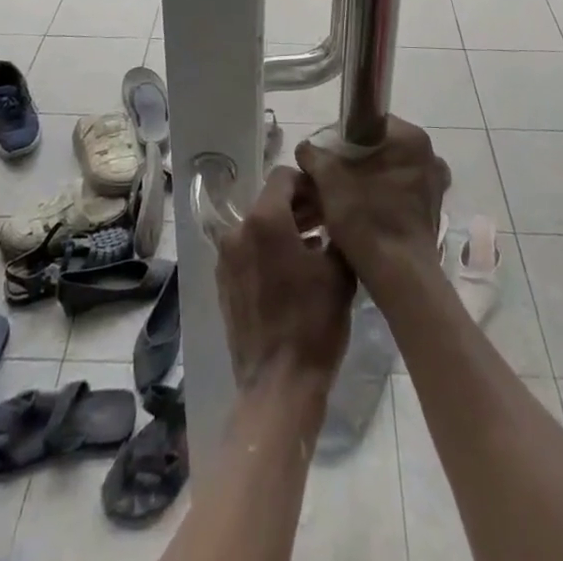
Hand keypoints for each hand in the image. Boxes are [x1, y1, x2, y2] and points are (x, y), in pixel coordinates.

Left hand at [215, 165, 354, 399]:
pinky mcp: (224, 283)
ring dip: (284, 228)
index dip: (308, 183)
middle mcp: (238, 231)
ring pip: (258, 226)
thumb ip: (336, 230)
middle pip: (269, 201)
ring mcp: (226, 259)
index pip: (283, 177)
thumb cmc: (314, 321)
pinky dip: (269, 250)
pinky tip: (294, 271)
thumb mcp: (338, 270)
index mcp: (264, 219)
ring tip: (315, 246)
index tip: (328, 199)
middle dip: (298, 206)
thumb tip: (335, 214)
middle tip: (327, 221)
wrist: (279, 385)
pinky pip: (248, 251)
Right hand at [296, 117, 449, 297]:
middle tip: (328, 179)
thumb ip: (315, 156)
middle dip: (353, 161)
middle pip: (379, 148)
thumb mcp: (330, 181)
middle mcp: (429, 155)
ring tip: (340, 198)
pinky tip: (361, 212)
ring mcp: (434, 184)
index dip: (341, 137)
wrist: (399, 276)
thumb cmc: (366, 219)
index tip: (324, 157)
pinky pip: (399, 192)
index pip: (368, 122)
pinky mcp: (432, 209)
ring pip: (389, 171)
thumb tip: (306, 148)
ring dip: (366, 180)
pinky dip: (380, 197)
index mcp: (410, 138)